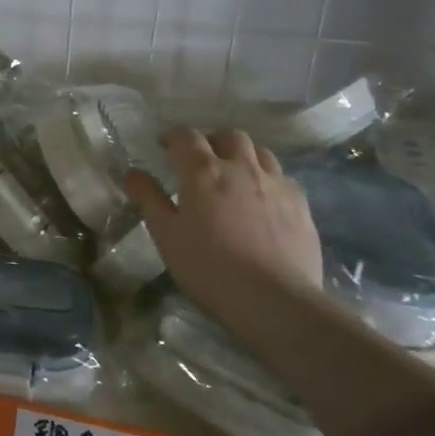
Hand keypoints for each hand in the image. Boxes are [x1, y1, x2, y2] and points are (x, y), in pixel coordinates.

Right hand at [125, 128, 322, 323]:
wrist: (273, 299)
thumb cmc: (208, 267)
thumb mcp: (166, 235)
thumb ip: (149, 199)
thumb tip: (133, 172)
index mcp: (204, 172)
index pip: (187, 136)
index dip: (173, 137)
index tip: (165, 147)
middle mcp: (242, 167)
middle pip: (229, 136)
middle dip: (212, 142)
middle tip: (201, 162)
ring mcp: (276, 183)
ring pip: (261, 152)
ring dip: (243, 156)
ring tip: (234, 177)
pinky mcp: (301, 204)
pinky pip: (282, 177)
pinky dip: (267, 179)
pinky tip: (262, 201)